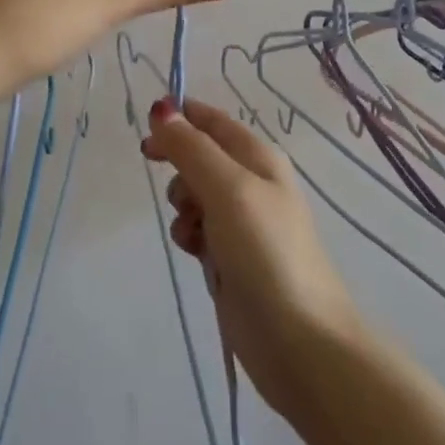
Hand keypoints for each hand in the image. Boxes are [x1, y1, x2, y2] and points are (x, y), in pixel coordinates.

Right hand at [141, 98, 364, 413]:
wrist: (297, 336)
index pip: (212, 121)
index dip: (179, 119)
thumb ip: (192, 148)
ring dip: (183, 208)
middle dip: (180, 171)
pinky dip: (190, 236)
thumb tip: (163, 108)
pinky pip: (198, 230)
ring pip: (194, 196)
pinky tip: (194, 253)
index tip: (147, 134)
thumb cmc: (265, 251)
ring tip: (194, 231)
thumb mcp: (228, 189)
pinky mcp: (232, 256)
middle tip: (181, 196)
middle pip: (199, 157)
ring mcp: (242, 222)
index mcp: (259, 157)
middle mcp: (252, 183)